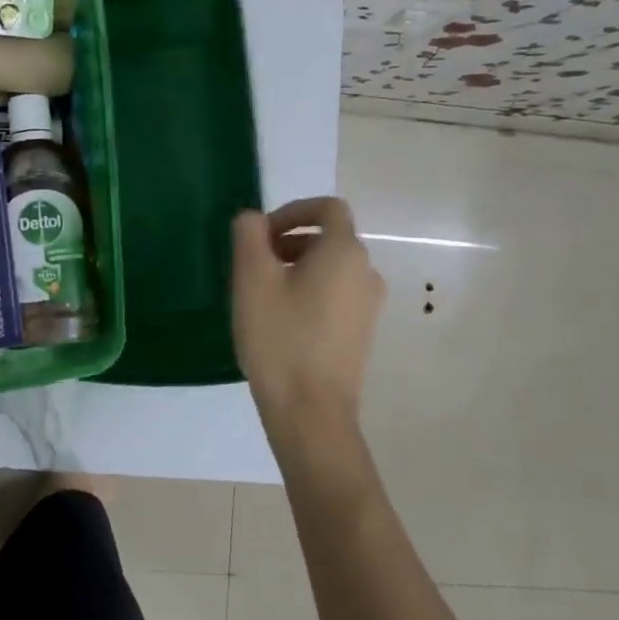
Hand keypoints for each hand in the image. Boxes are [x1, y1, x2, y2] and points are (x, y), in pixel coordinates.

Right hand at [231, 197, 385, 453]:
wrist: (311, 412)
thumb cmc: (280, 337)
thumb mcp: (252, 278)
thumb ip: (250, 234)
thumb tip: (254, 218)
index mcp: (343, 252)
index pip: (328, 208)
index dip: (293, 210)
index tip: (262, 234)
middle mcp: (365, 272)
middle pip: (329, 237)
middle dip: (290, 240)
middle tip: (255, 264)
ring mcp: (368, 305)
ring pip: (332, 268)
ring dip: (298, 267)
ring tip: (264, 294)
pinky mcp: (362, 333)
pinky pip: (337, 295)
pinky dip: (311, 291)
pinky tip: (283, 321)